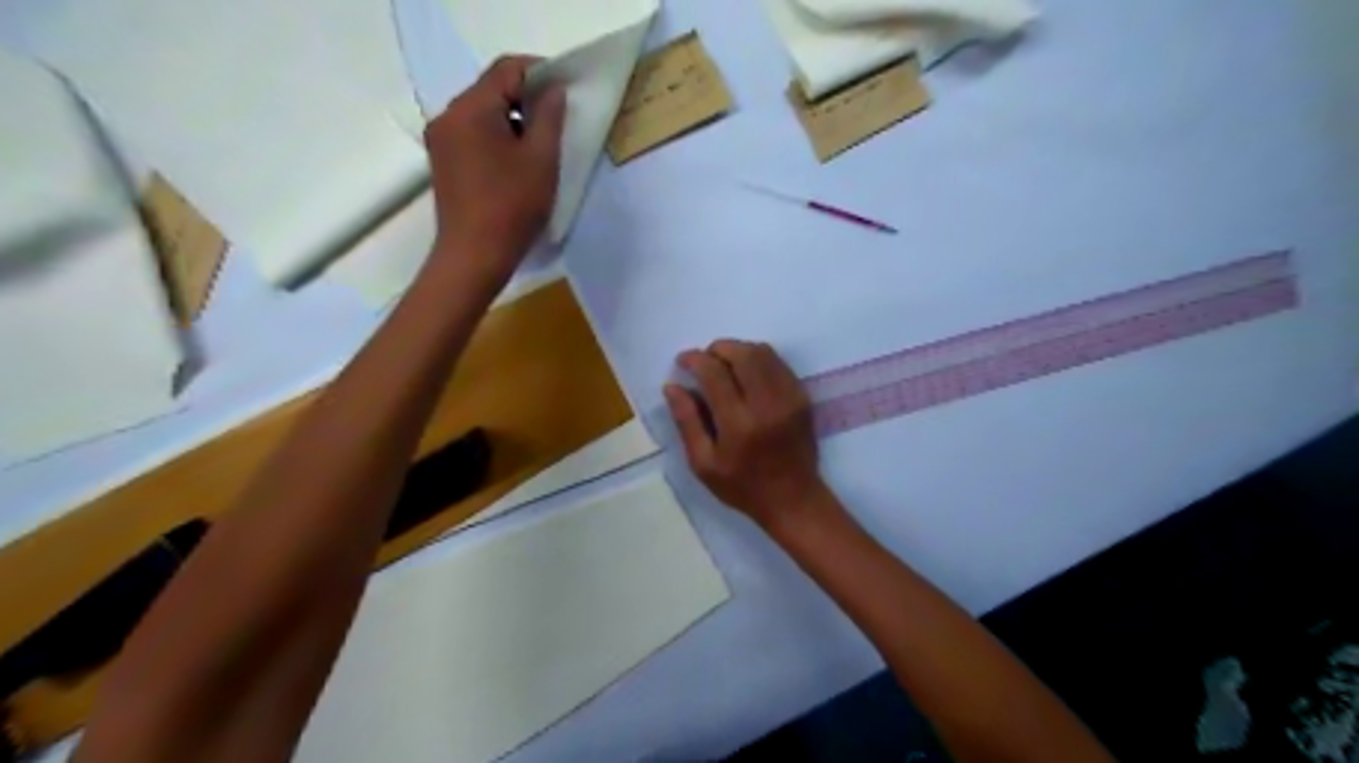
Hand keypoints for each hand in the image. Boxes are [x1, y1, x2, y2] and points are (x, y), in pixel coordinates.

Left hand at [428, 54, 567, 278]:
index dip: (540, 71)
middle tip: (558, 121)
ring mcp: (441, 140)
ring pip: (482, 114)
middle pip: (491, 89)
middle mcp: (448, 116)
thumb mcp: (541, 160)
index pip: (506, 69)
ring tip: (539, 147)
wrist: (474, 257)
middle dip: (526, 98)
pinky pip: (473, 135)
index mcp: (470, 109)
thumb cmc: (512, 207)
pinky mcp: (443, 162)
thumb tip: (553, 90)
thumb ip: (549, 117)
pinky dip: (497, 138)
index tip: (567, 90)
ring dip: (512, 120)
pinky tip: (516, 164)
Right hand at [661, 339, 828, 527]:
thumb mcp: (703, 463)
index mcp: (739, 424)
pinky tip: (747, 375)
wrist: (793, 499)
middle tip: (704, 361)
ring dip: (739, 350)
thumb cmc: (742, 487)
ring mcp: (789, 398)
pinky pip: (779, 364)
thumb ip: (687, 422)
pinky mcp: (802, 397)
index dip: (695, 359)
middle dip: (718, 349)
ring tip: (724, 365)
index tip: (683, 361)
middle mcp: (767, 405)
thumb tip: (672, 386)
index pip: (715, 373)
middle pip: (742, 354)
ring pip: (763, 353)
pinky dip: (759, 360)